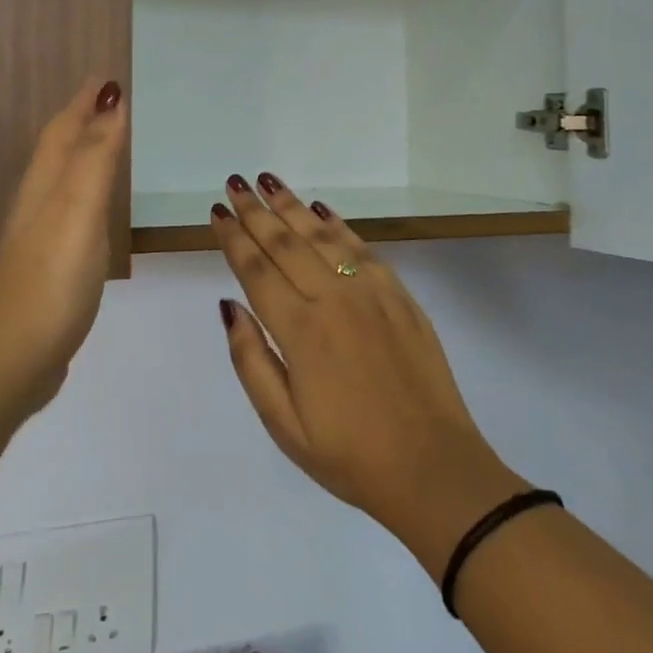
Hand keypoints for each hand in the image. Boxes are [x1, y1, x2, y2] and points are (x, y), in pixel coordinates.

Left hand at [0, 77, 127, 422]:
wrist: (10, 360)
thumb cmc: (50, 281)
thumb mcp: (78, 211)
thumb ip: (95, 157)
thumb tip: (110, 97)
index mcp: (44, 186)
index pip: (64, 129)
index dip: (85, 101)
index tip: (107, 75)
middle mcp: (36, 204)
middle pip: (57, 149)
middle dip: (81, 120)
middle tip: (109, 100)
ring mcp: (38, 238)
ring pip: (61, 180)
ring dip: (82, 154)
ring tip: (107, 142)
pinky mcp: (46, 269)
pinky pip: (69, 213)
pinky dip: (85, 195)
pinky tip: (94, 211)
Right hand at [212, 174, 526, 576]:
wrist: (435, 471)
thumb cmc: (350, 456)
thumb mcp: (283, 424)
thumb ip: (251, 360)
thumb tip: (228, 306)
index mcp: (301, 332)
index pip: (256, 270)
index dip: (233, 238)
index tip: (217, 211)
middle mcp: (334, 300)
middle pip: (285, 243)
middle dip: (256, 211)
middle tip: (236, 183)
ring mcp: (372, 293)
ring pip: (323, 236)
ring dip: (292, 206)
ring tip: (269, 182)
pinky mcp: (400, 296)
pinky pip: (362, 248)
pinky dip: (338, 224)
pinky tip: (320, 209)